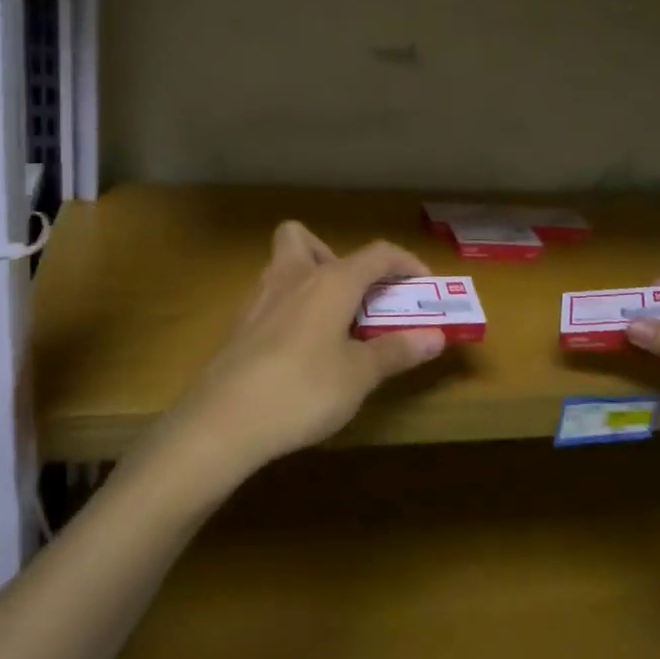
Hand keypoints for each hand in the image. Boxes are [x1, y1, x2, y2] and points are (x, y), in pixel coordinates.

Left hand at [159, 222, 447, 483]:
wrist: (224, 421)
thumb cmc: (303, 390)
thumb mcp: (359, 375)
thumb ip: (396, 351)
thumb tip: (435, 336)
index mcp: (330, 281)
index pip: (376, 253)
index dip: (405, 262)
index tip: (423, 284)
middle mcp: (292, 277)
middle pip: (304, 238)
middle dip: (332, 256)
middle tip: (353, 296)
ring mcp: (259, 299)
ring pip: (281, 265)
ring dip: (308, 280)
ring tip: (330, 324)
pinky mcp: (239, 326)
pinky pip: (268, 300)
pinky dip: (288, 310)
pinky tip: (297, 350)